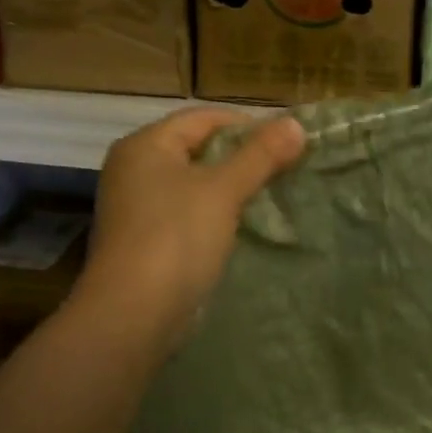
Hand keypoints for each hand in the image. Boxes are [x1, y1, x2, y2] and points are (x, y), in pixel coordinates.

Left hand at [68, 108, 306, 350]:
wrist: (135, 314)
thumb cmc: (176, 238)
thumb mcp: (224, 190)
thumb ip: (261, 155)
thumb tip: (296, 123)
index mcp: (146, 146)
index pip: (204, 118)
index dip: (249, 125)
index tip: (289, 142)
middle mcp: (137, 169)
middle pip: (201, 149)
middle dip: (246, 157)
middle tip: (289, 168)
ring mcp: (141, 207)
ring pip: (199, 183)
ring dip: (236, 187)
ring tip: (276, 195)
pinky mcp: (151, 240)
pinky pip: (193, 213)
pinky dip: (221, 213)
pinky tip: (249, 224)